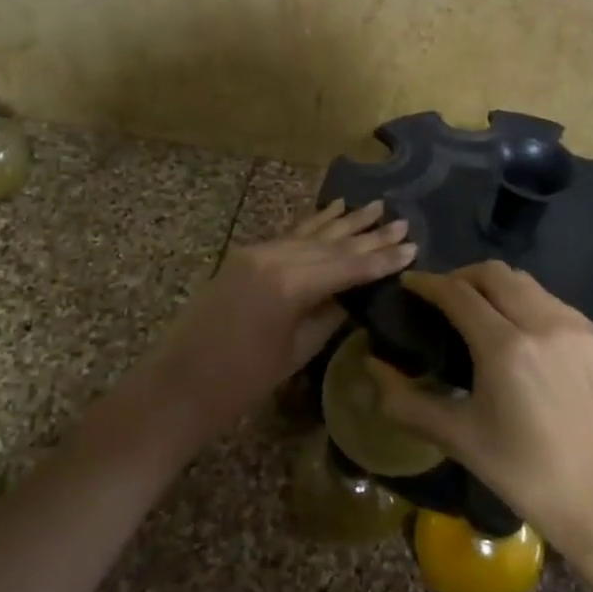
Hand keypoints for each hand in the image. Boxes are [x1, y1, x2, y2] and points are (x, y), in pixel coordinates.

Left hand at [128, 201, 415, 457]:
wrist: (180, 385)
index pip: (348, 266)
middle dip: (369, 235)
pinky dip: (313, 223)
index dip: (381, 259)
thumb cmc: (242, 382)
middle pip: (332, 244)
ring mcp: (257, 252)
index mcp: (291, 284)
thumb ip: (329, 314)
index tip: (412, 247)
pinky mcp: (245, 256)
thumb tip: (355, 293)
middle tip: (402, 222)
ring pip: (311, 233)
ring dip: (344, 222)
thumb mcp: (297, 351)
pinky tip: (332, 209)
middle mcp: (275, 257)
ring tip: (375, 206)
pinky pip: (289, 235)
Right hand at [367, 263, 592, 554]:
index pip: (458, 293)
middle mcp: (545, 323)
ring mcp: (580, 326)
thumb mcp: (459, 439)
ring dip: (498, 288)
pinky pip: (557, 306)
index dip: (428, 283)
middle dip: (462, 276)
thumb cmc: (525, 475)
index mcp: (506, 347)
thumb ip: (406, 401)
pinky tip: (525, 338)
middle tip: (444, 297)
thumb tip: (372, 367)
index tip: (410, 284)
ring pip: (529, 284)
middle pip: (494, 273)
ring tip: (483, 314)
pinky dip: (531, 307)